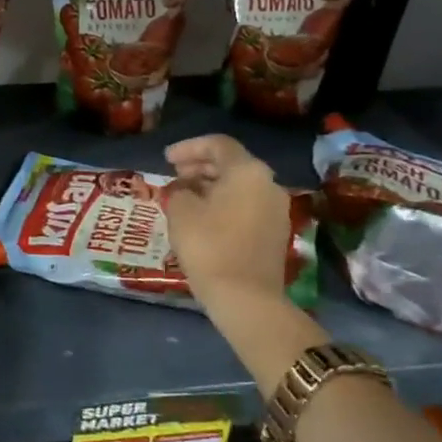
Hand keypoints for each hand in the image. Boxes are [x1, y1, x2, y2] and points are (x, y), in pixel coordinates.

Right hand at [163, 135, 291, 300]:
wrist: (245, 297)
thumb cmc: (209, 245)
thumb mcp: (181, 211)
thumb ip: (179, 190)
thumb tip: (183, 189)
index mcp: (247, 171)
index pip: (218, 144)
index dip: (188, 147)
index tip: (166, 159)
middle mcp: (268, 184)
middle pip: (232, 163)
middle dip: (200, 165)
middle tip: (174, 174)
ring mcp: (276, 209)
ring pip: (239, 185)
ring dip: (211, 185)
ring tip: (184, 195)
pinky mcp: (274, 232)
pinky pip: (246, 204)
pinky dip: (223, 202)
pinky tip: (202, 215)